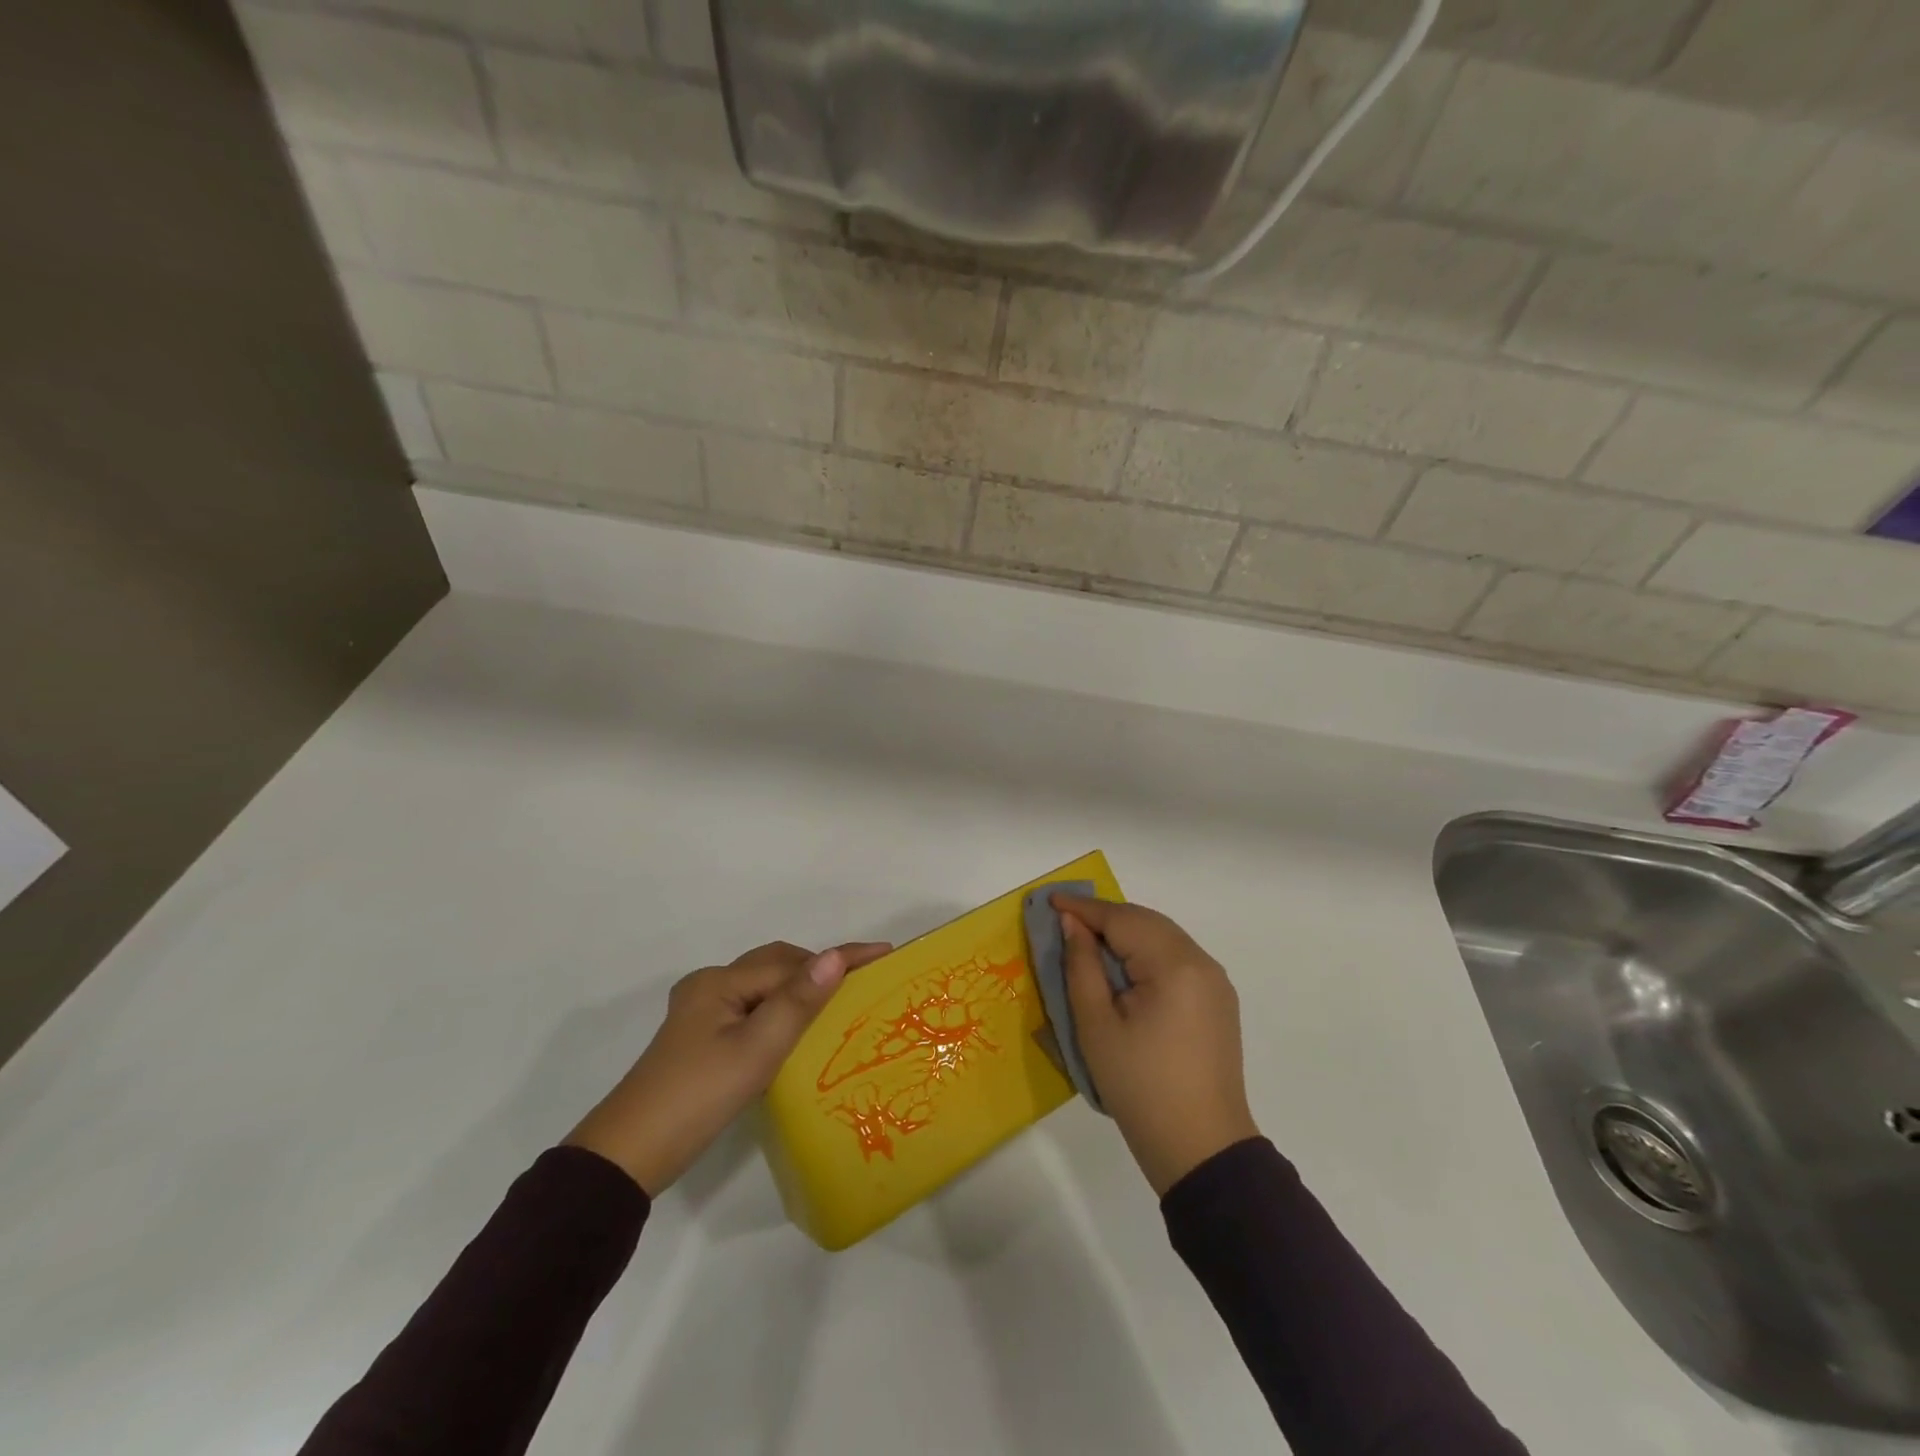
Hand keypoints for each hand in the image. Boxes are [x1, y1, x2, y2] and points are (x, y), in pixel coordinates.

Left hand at [566, 938, 891, 1195]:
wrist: (629, 1157)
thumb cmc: (697, 1097)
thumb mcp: (756, 1050)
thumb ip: (797, 1001)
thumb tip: (834, 957)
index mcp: (720, 982)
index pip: (793, 962)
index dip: (840, 957)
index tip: (884, 953)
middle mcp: (710, 987)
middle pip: (776, 965)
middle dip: (819, 968)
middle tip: (862, 983)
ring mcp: (701, 1014)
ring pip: (763, 987)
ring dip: (800, 989)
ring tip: (838, 1004)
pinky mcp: (699, 1040)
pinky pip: (752, 1008)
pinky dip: (780, 1010)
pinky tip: (797, 1030)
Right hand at [1054, 896, 1259, 1196]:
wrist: (1201, 1149)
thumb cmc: (1139, 1086)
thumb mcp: (1096, 1025)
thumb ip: (1082, 966)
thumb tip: (1072, 924)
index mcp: (1174, 965)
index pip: (1123, 920)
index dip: (1084, 909)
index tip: (1050, 900)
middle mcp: (1201, 962)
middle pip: (1146, 922)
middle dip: (1105, 917)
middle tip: (1065, 918)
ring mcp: (1215, 981)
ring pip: (1163, 937)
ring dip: (1126, 933)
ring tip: (1088, 939)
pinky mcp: (1218, 1001)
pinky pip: (1176, 959)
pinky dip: (1146, 952)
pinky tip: (1123, 966)